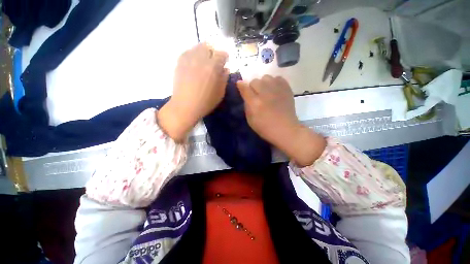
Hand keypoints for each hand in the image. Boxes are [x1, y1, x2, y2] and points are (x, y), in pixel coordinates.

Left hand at [158, 43, 228, 140]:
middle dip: (213, 53)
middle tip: (214, 62)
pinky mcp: (180, 62)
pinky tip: (194, 63)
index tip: (225, 62)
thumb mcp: (220, 93)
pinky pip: (188, 52)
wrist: (185, 106)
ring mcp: (189, 59)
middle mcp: (201, 59)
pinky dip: (193, 54)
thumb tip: (225, 69)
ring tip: (204, 62)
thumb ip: (224, 79)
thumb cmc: (206, 102)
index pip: (222, 54)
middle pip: (209, 47)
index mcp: (213, 67)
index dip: (225, 57)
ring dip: (203, 52)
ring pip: (197, 47)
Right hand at [237, 75, 325, 165]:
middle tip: (256, 95)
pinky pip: (277, 77)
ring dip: (263, 83)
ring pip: (265, 77)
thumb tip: (245, 93)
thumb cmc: (265, 128)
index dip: (241, 85)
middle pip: (254, 81)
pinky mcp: (287, 88)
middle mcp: (265, 93)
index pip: (244, 87)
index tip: (240, 85)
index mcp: (255, 103)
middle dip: (252, 87)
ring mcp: (277, 89)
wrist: (286, 129)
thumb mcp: (250, 120)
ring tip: (266, 92)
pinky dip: (274, 82)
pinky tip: (274, 90)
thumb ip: (246, 105)